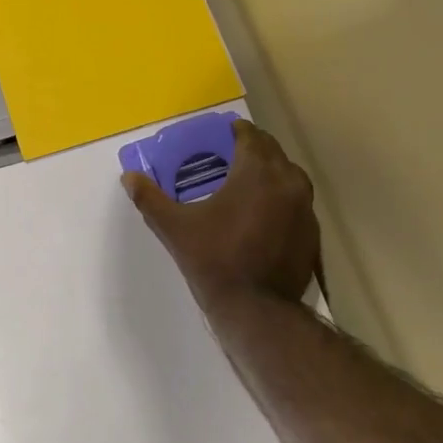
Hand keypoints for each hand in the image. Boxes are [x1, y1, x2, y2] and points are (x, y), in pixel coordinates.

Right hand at [122, 119, 320, 312]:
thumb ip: (151, 199)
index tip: (222, 135)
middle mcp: (287, 182)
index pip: (251, 136)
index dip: (236, 131)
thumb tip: (129, 178)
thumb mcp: (175, 228)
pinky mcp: (312, 233)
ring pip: (290, 176)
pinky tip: (265, 215)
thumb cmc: (214, 260)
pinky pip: (298, 202)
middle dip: (253, 148)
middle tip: (230, 157)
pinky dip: (282, 199)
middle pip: (272, 152)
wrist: (257, 311)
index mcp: (256, 172)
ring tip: (248, 183)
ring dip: (271, 172)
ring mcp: (305, 209)